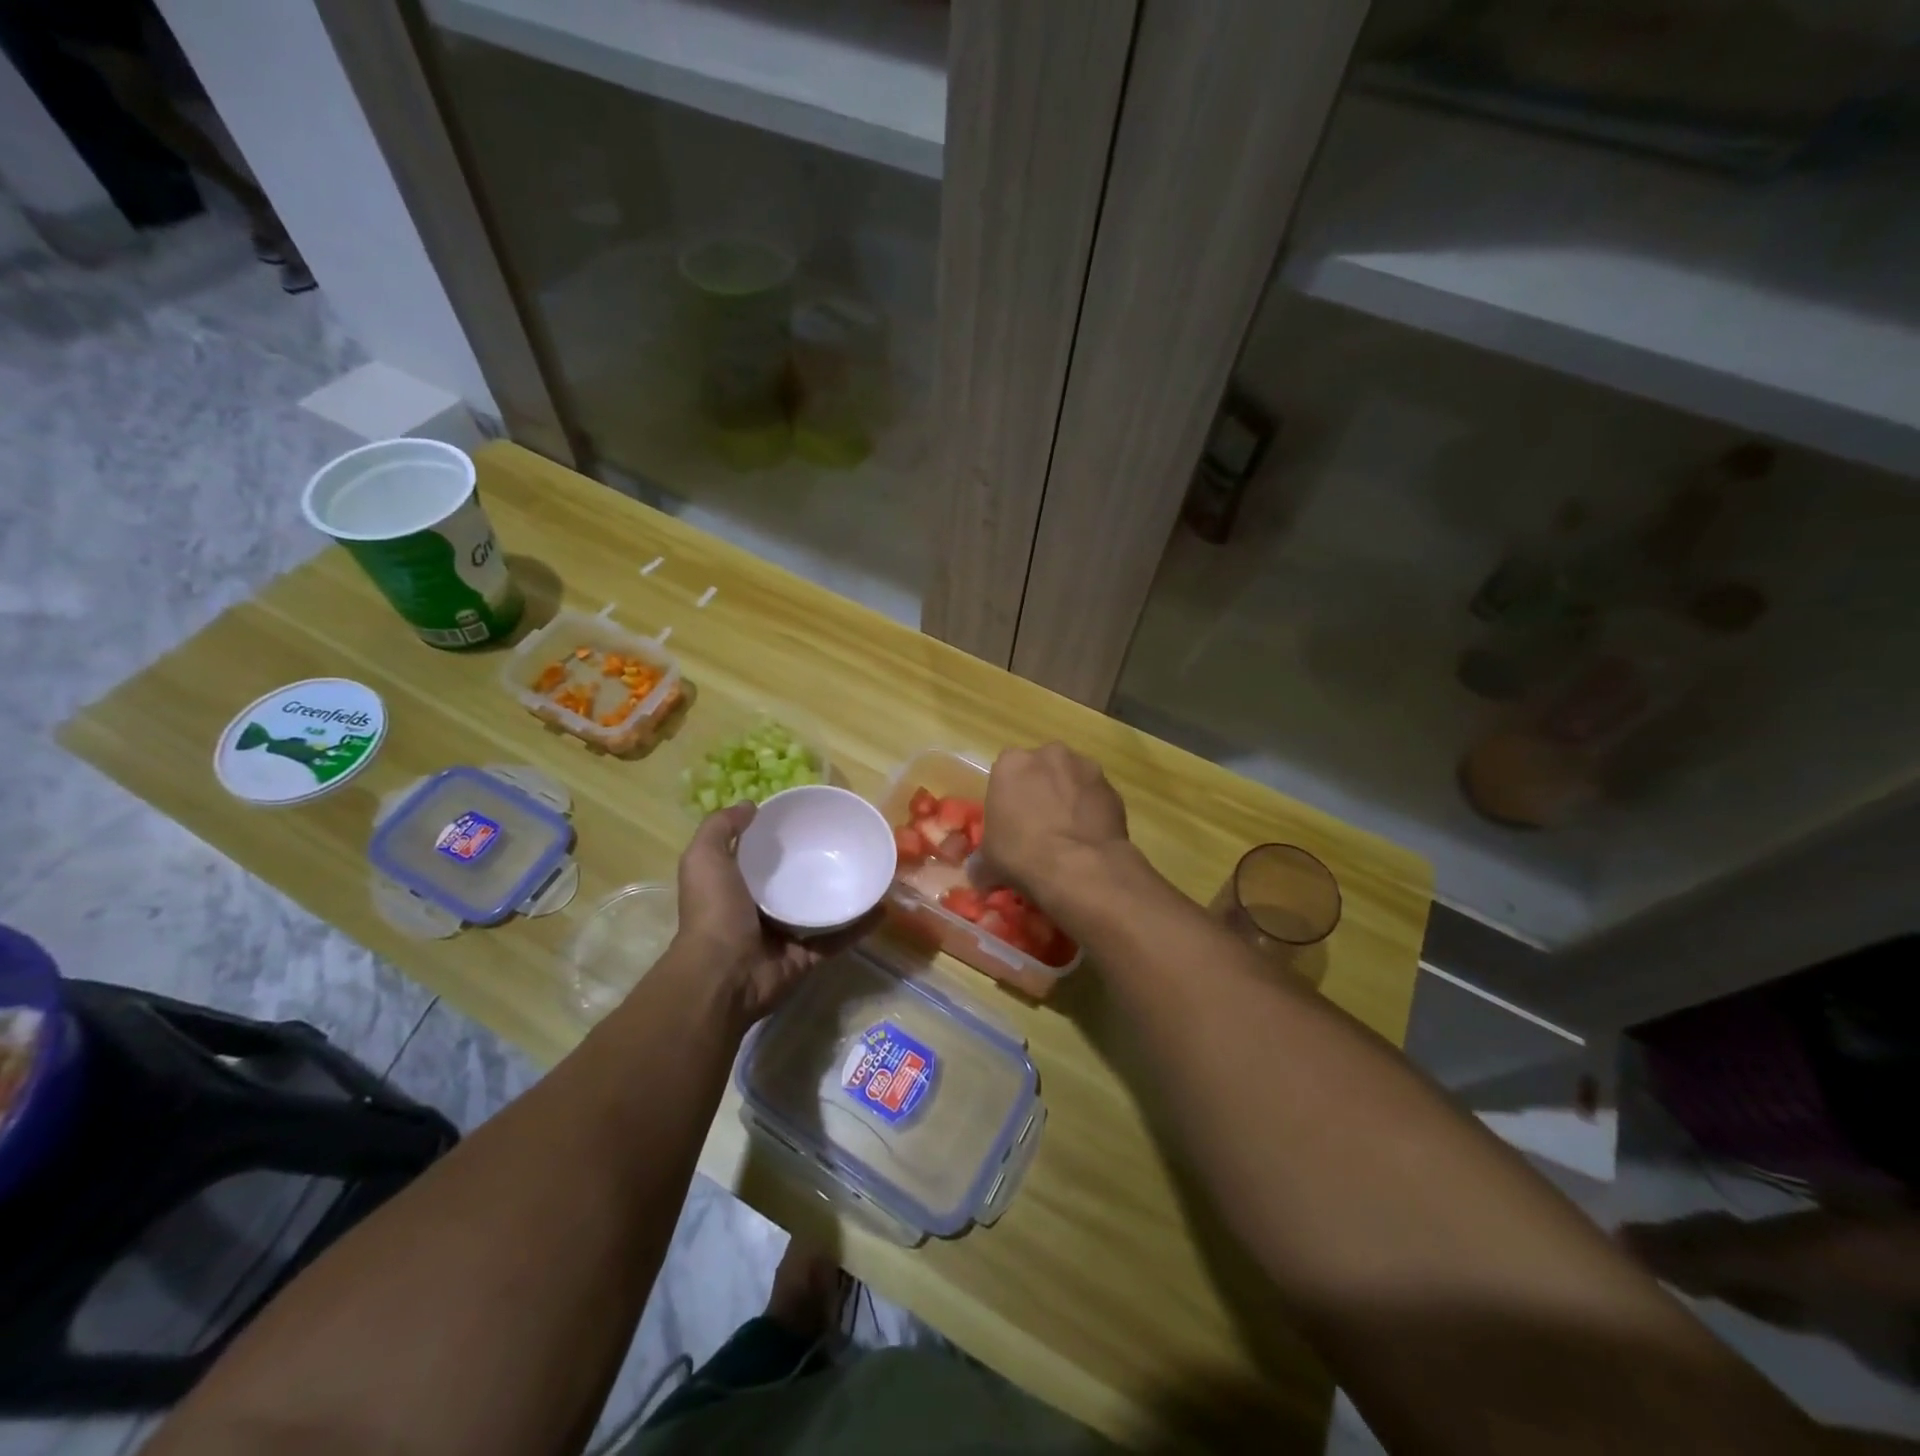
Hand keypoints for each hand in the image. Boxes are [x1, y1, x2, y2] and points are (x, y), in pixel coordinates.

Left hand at [670, 802, 871, 1027]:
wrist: (723, 975)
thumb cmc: (713, 912)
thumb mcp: (704, 859)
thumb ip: (720, 828)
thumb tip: (750, 805)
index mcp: (736, 886)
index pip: (760, 857)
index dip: (778, 838)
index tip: (806, 819)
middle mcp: (760, 909)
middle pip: (793, 880)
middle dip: (814, 863)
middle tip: (845, 841)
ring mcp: (786, 935)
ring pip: (820, 908)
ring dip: (842, 891)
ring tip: (869, 869)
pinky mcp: (808, 956)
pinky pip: (839, 937)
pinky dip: (860, 925)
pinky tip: (881, 907)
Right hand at [983, 743, 1129, 899]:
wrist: (1079, 867)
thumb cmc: (1022, 855)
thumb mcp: (989, 862)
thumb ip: (982, 860)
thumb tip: (980, 872)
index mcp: (1011, 763)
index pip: (1005, 774)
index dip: (1008, 799)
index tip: (1011, 823)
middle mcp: (1049, 754)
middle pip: (1041, 770)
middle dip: (1040, 791)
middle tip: (1039, 826)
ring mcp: (1085, 767)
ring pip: (1071, 780)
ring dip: (1068, 798)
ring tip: (1068, 834)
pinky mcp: (1112, 787)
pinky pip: (1095, 797)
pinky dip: (1092, 812)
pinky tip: (1088, 838)